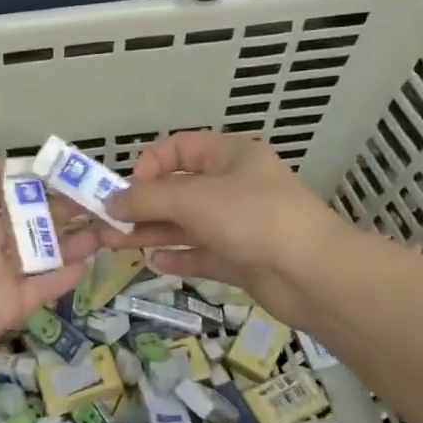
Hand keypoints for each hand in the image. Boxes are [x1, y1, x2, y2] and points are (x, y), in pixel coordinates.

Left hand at [0, 152, 96, 371]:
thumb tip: (9, 167)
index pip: (8, 190)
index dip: (37, 180)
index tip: (69, 172)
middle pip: (31, 220)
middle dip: (63, 208)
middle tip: (98, 199)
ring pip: (44, 253)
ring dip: (74, 241)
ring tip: (107, 227)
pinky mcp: (10, 305)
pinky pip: (43, 288)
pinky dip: (66, 277)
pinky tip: (90, 260)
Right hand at [102, 131, 351, 326]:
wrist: (314, 274)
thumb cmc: (252, 218)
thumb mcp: (193, 200)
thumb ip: (147, 199)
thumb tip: (111, 202)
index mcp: (230, 156)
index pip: (180, 148)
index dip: (151, 163)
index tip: (129, 187)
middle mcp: (234, 186)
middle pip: (179, 190)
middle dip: (143, 205)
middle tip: (109, 222)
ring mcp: (239, 224)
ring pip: (186, 224)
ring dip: (153, 232)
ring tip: (118, 245)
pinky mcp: (242, 258)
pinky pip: (202, 253)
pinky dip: (178, 256)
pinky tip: (154, 263)